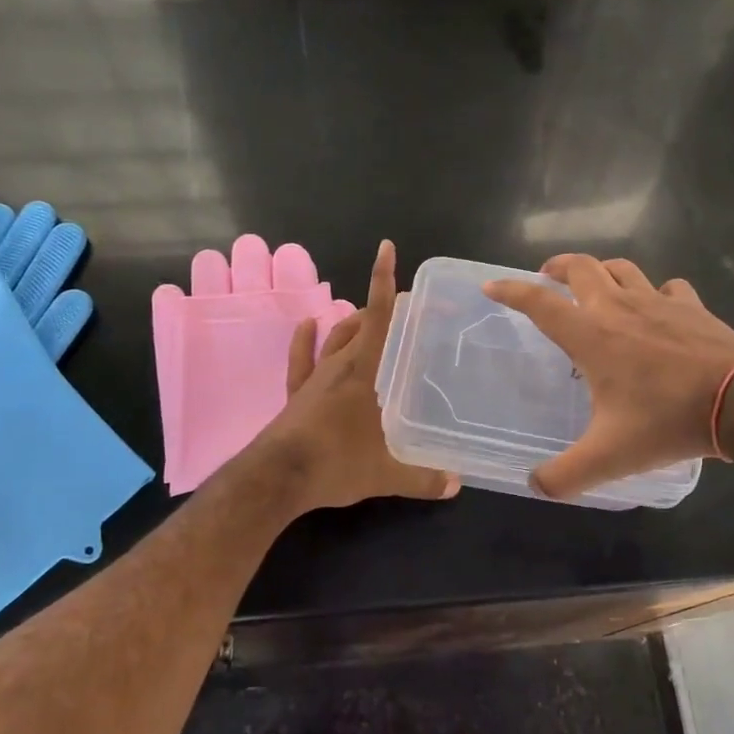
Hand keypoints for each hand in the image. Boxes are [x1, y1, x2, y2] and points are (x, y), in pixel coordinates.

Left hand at [254, 240, 459, 513]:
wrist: (277, 477)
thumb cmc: (335, 464)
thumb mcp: (385, 474)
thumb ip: (422, 478)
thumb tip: (456, 484)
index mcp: (364, 371)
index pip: (379, 317)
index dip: (384, 281)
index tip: (387, 249)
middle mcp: (340, 365)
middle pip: (362, 323)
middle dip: (384, 309)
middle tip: (409, 308)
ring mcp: (315, 378)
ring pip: (335, 337)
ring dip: (352, 322)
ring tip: (368, 316)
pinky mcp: (296, 393)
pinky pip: (301, 359)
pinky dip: (305, 339)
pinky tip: (308, 323)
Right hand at [483, 254, 733, 498]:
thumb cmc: (666, 421)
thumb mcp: (609, 457)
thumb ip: (565, 475)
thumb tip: (534, 486)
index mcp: (590, 335)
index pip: (538, 302)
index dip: (510, 291)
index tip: (491, 287)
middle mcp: (617, 307)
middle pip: (580, 267)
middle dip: (557, 267)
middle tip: (547, 278)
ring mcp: (657, 301)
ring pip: (622, 268)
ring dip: (602, 271)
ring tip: (595, 285)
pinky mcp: (691, 305)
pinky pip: (667, 287)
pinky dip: (656, 292)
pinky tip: (658, 307)